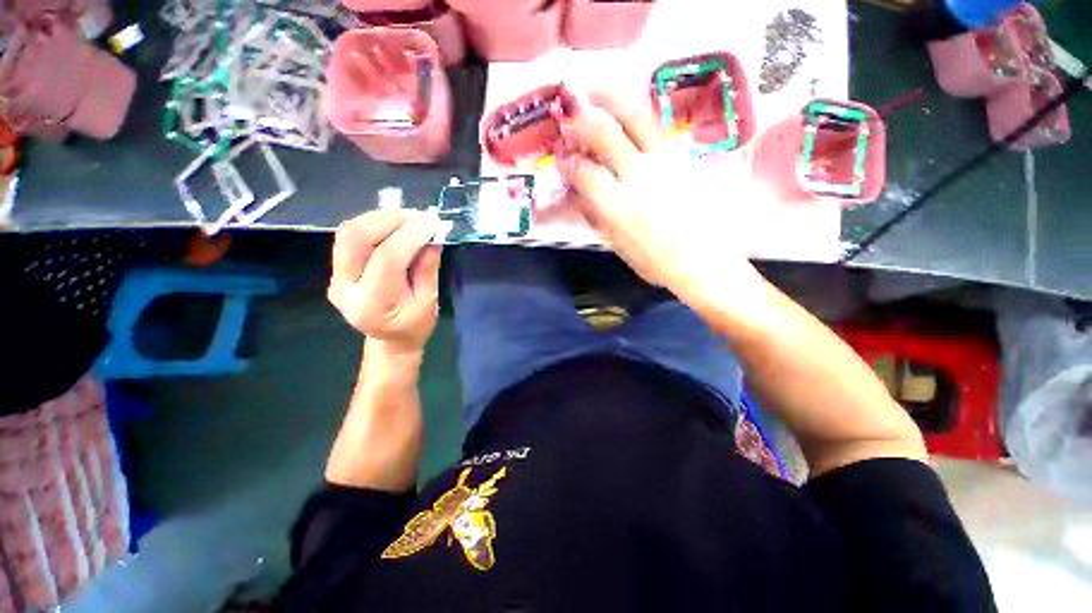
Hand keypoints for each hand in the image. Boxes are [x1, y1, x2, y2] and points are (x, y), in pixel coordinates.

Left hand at [328, 210, 442, 353]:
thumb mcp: (429, 301)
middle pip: (355, 238)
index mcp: (372, 304)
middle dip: (388, 219)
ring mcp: (336, 278)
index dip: (410, 235)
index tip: (432, 222)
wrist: (390, 340)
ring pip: (348, 233)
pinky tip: (395, 225)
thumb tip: (433, 236)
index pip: (386, 258)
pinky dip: (374, 225)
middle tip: (418, 216)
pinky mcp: (338, 270)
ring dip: (379, 218)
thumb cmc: (415, 327)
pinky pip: (350, 238)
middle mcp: (345, 289)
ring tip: (409, 218)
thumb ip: (427, 267)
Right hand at [557, 93, 764, 311]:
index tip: (561, 156)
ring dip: (612, 100)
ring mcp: (665, 162)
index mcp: (619, 207)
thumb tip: (576, 192)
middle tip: (569, 110)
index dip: (569, 162)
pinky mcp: (683, 157)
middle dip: (582, 119)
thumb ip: (595, 216)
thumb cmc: (655, 261)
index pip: (585, 173)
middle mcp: (640, 177)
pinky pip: (657, 126)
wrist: (703, 261)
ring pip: (637, 118)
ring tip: (596, 90)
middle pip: (606, 135)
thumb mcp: (617, 246)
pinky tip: (627, 109)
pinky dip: (637, 112)